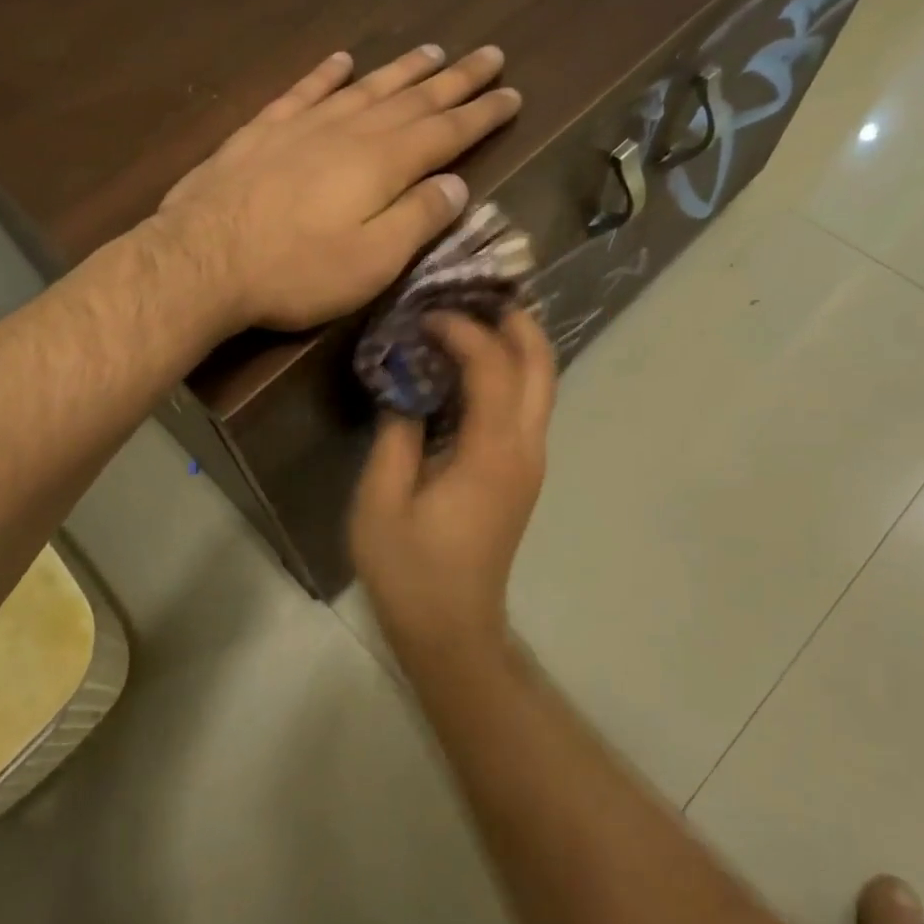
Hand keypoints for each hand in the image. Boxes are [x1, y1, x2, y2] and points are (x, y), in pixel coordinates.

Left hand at [156, 45, 519, 330]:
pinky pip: (303, 92)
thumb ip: (417, 219)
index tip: (513, 94)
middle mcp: (349, 132)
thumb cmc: (295, 271)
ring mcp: (302, 126)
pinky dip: (326, 74)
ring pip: (364, 88)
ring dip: (401, 70)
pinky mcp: (261, 132)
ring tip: (433, 50)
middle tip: (490, 55)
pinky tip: (342, 60)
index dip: (482, 114)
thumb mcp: (371, 261)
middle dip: (456, 80)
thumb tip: (456, 184)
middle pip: (413, 99)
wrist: (202, 260)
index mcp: (383, 165)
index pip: (446, 132)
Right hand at [350, 309, 556, 658]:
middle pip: (541, 366)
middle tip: (475, 293)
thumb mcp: (382, 502)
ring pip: (541, 384)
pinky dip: (508, 373)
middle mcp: (525, 449)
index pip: (493, 367)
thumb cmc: (411, 571)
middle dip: (516, 321)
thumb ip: (394, 435)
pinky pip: (526, 406)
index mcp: (491, 453)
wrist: (452, 631)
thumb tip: (405, 389)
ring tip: (473, 317)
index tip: (424, 316)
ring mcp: (530, 462)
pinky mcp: (522, 474)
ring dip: (516, 344)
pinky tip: (470, 367)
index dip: (462, 331)